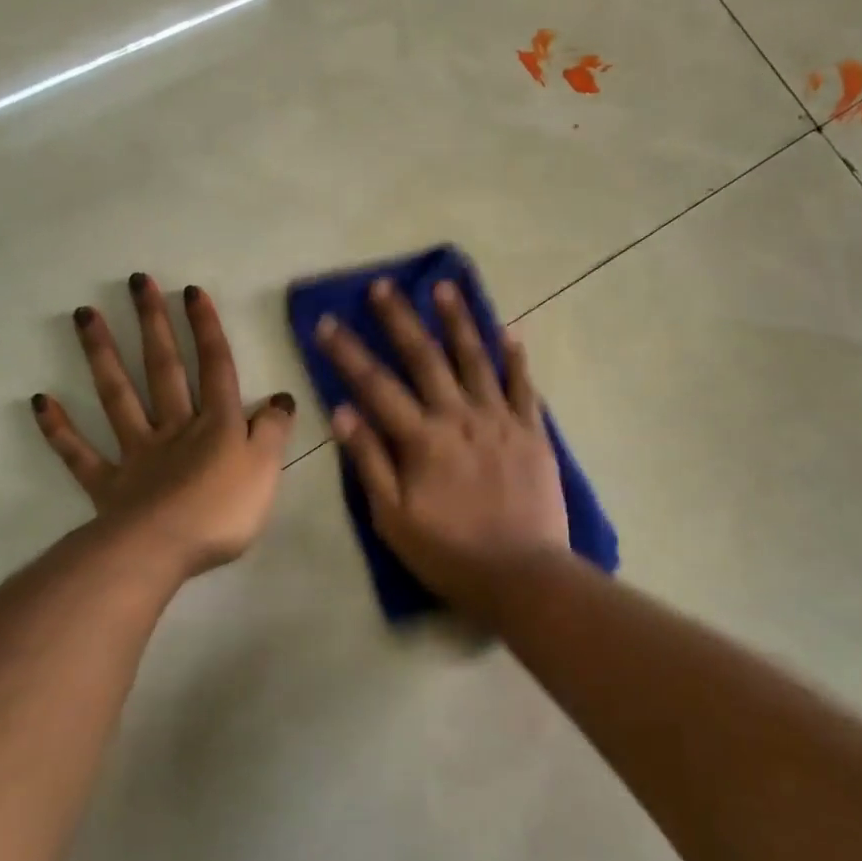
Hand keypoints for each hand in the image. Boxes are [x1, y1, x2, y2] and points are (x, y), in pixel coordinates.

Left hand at [32, 274, 295, 578]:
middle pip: (164, 368)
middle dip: (153, 324)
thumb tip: (281, 398)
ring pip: (118, 396)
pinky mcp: (108, 484)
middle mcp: (174, 427)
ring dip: (101, 354)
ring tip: (83, 314)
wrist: (162, 550)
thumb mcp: (266, 469)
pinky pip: (80, 453)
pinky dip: (60, 428)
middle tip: (138, 282)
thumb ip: (274, 431)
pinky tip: (40, 400)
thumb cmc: (223, 510)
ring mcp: (136, 452)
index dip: (206, 329)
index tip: (190, 291)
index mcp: (217, 424)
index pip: (215, 367)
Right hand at [314, 278, 568, 610]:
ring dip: (459, 321)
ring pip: (476, 360)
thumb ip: (369, 462)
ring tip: (445, 286)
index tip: (328, 322)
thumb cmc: (449, 553)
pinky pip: (524, 387)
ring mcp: (500, 421)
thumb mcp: (393, 518)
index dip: (348, 353)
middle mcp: (460, 417)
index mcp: (422, 439)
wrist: (523, 575)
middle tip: (384, 285)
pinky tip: (509, 331)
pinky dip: (515, 358)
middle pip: (425, 358)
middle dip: (400, 319)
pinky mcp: (533, 432)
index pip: (376, 386)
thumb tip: (342, 412)